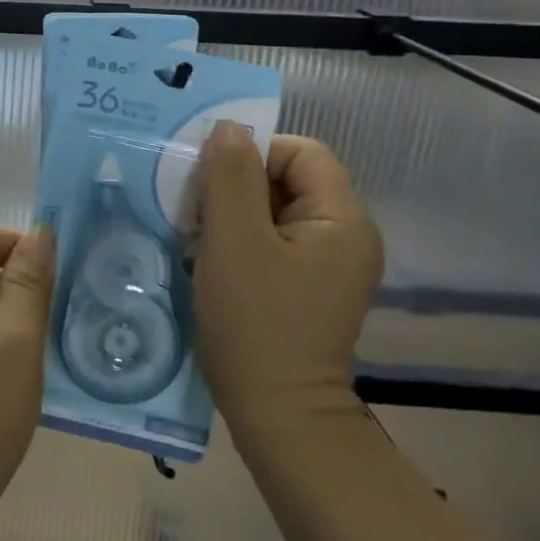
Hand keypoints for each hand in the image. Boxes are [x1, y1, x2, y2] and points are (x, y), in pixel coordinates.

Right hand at [193, 127, 383, 425]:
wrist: (275, 413)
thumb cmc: (254, 321)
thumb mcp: (233, 240)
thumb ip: (229, 176)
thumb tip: (228, 127)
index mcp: (342, 219)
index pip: (301, 152)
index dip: (253, 154)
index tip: (209, 181)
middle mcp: (344, 236)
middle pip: (288, 179)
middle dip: (236, 185)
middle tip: (195, 210)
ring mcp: (327, 265)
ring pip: (274, 210)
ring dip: (232, 214)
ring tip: (197, 236)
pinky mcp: (306, 287)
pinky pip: (272, 241)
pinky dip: (239, 240)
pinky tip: (210, 259)